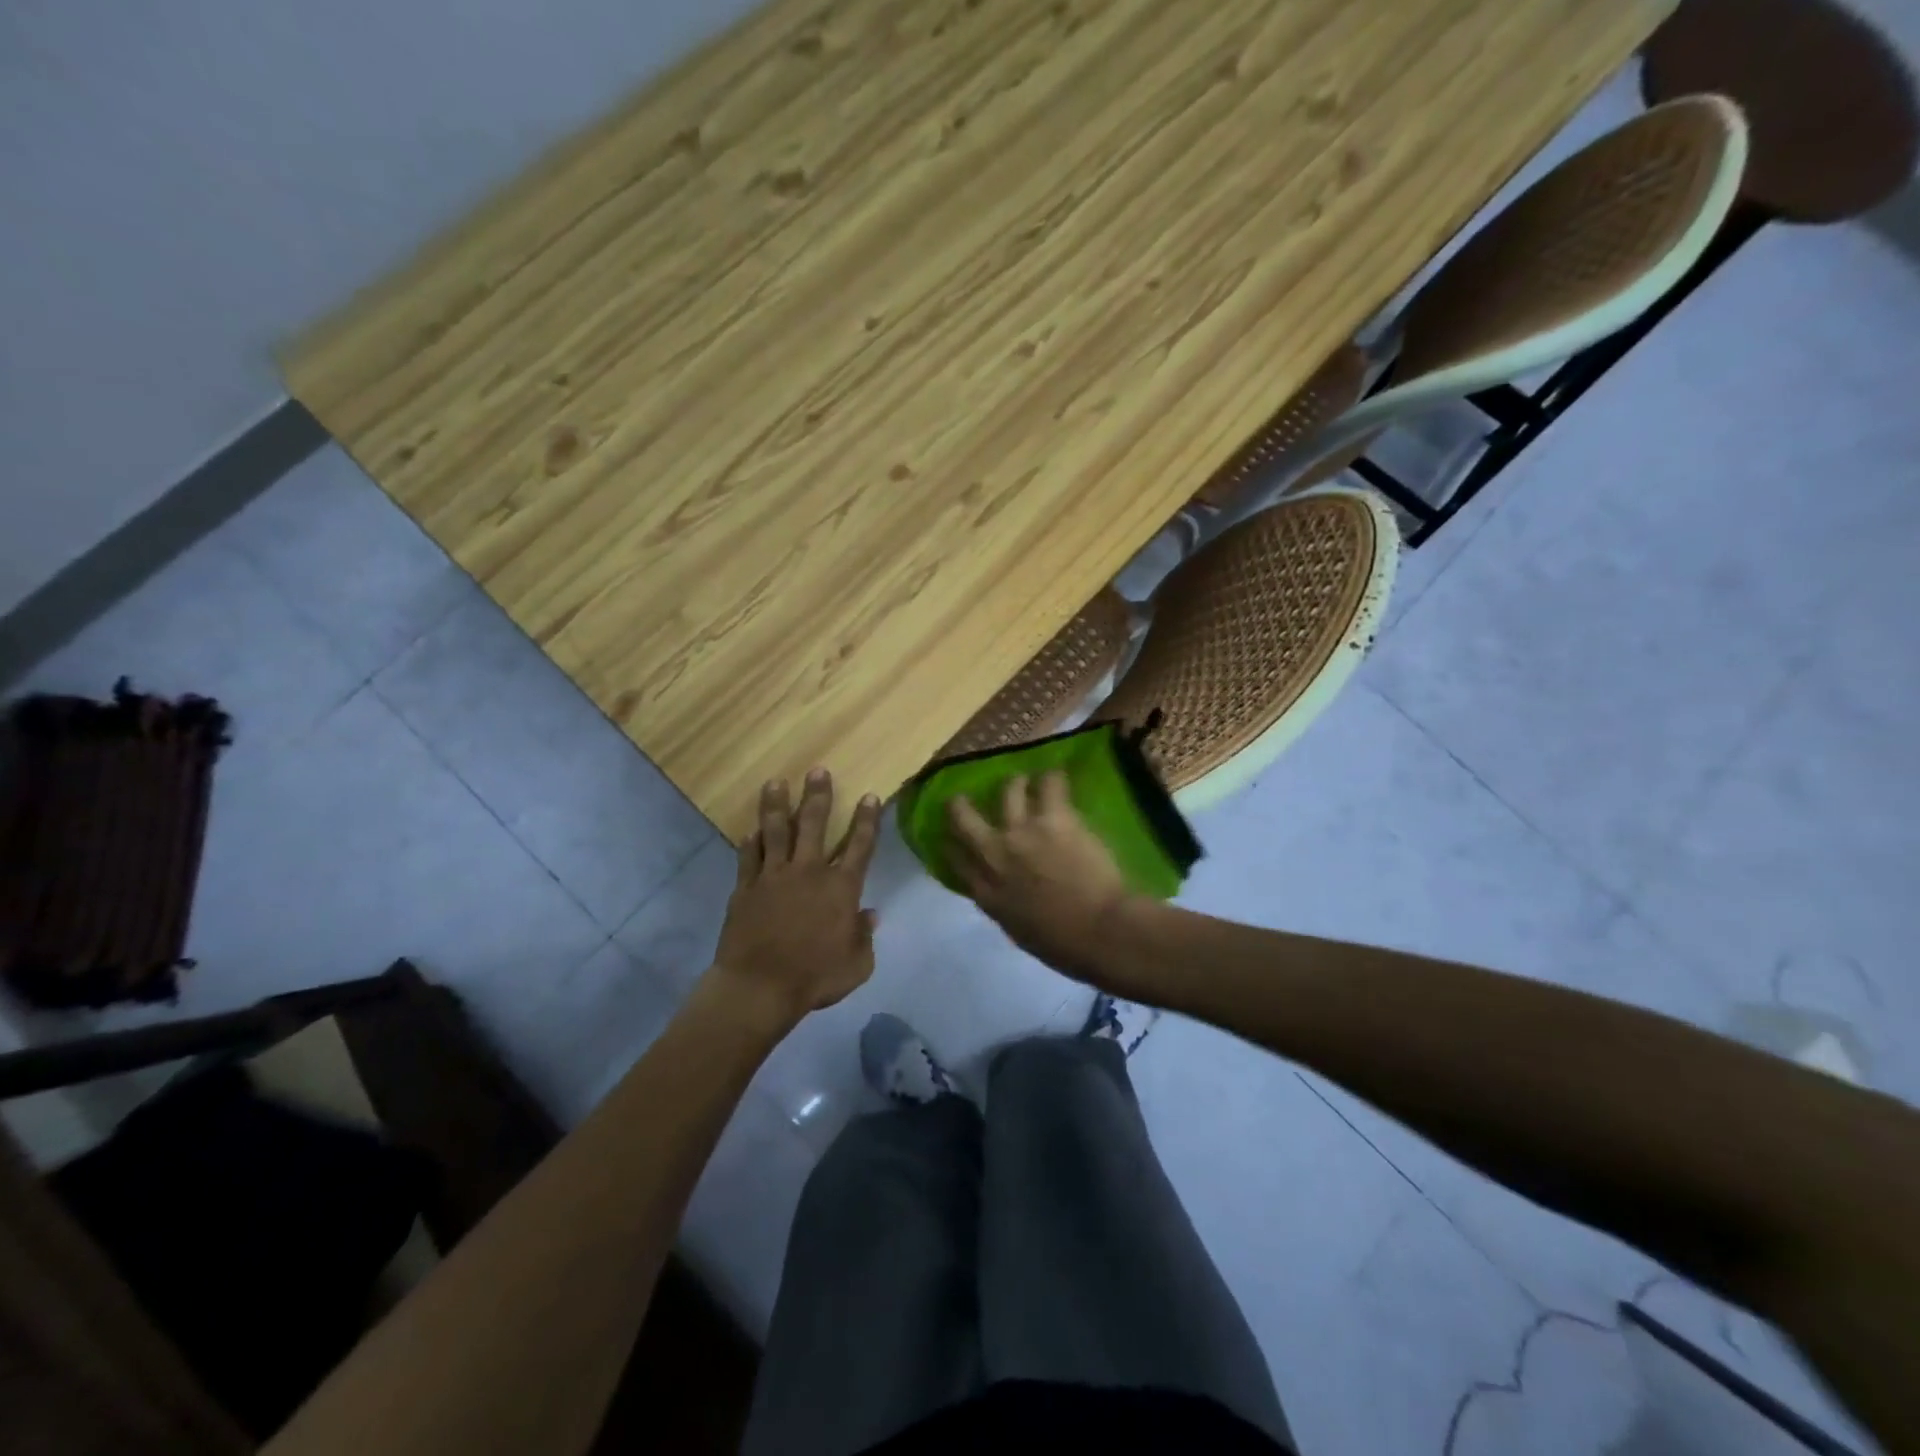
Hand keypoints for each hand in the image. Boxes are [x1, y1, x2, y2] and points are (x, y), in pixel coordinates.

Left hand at [712, 770, 881, 1030]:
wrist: (759, 988)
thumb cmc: (814, 978)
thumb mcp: (857, 965)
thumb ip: (865, 936)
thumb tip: (870, 914)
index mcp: (841, 888)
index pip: (860, 846)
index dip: (867, 820)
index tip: (870, 796)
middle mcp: (809, 872)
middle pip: (815, 825)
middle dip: (818, 796)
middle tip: (818, 771)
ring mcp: (774, 877)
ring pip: (777, 832)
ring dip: (777, 805)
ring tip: (776, 782)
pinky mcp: (746, 888)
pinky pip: (749, 857)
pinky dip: (751, 842)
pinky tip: (751, 830)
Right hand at [947, 771, 1131, 981]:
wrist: (1100, 931)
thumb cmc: (1065, 945)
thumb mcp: (1020, 932)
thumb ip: (1006, 906)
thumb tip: (1006, 894)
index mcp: (987, 892)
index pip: (956, 859)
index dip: (952, 844)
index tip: (952, 838)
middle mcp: (995, 855)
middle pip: (964, 818)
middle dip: (961, 804)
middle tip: (964, 797)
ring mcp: (1022, 832)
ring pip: (1008, 790)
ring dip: (1016, 784)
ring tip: (1025, 781)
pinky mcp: (1053, 817)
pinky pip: (1049, 784)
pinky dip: (1053, 778)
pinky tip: (1058, 777)